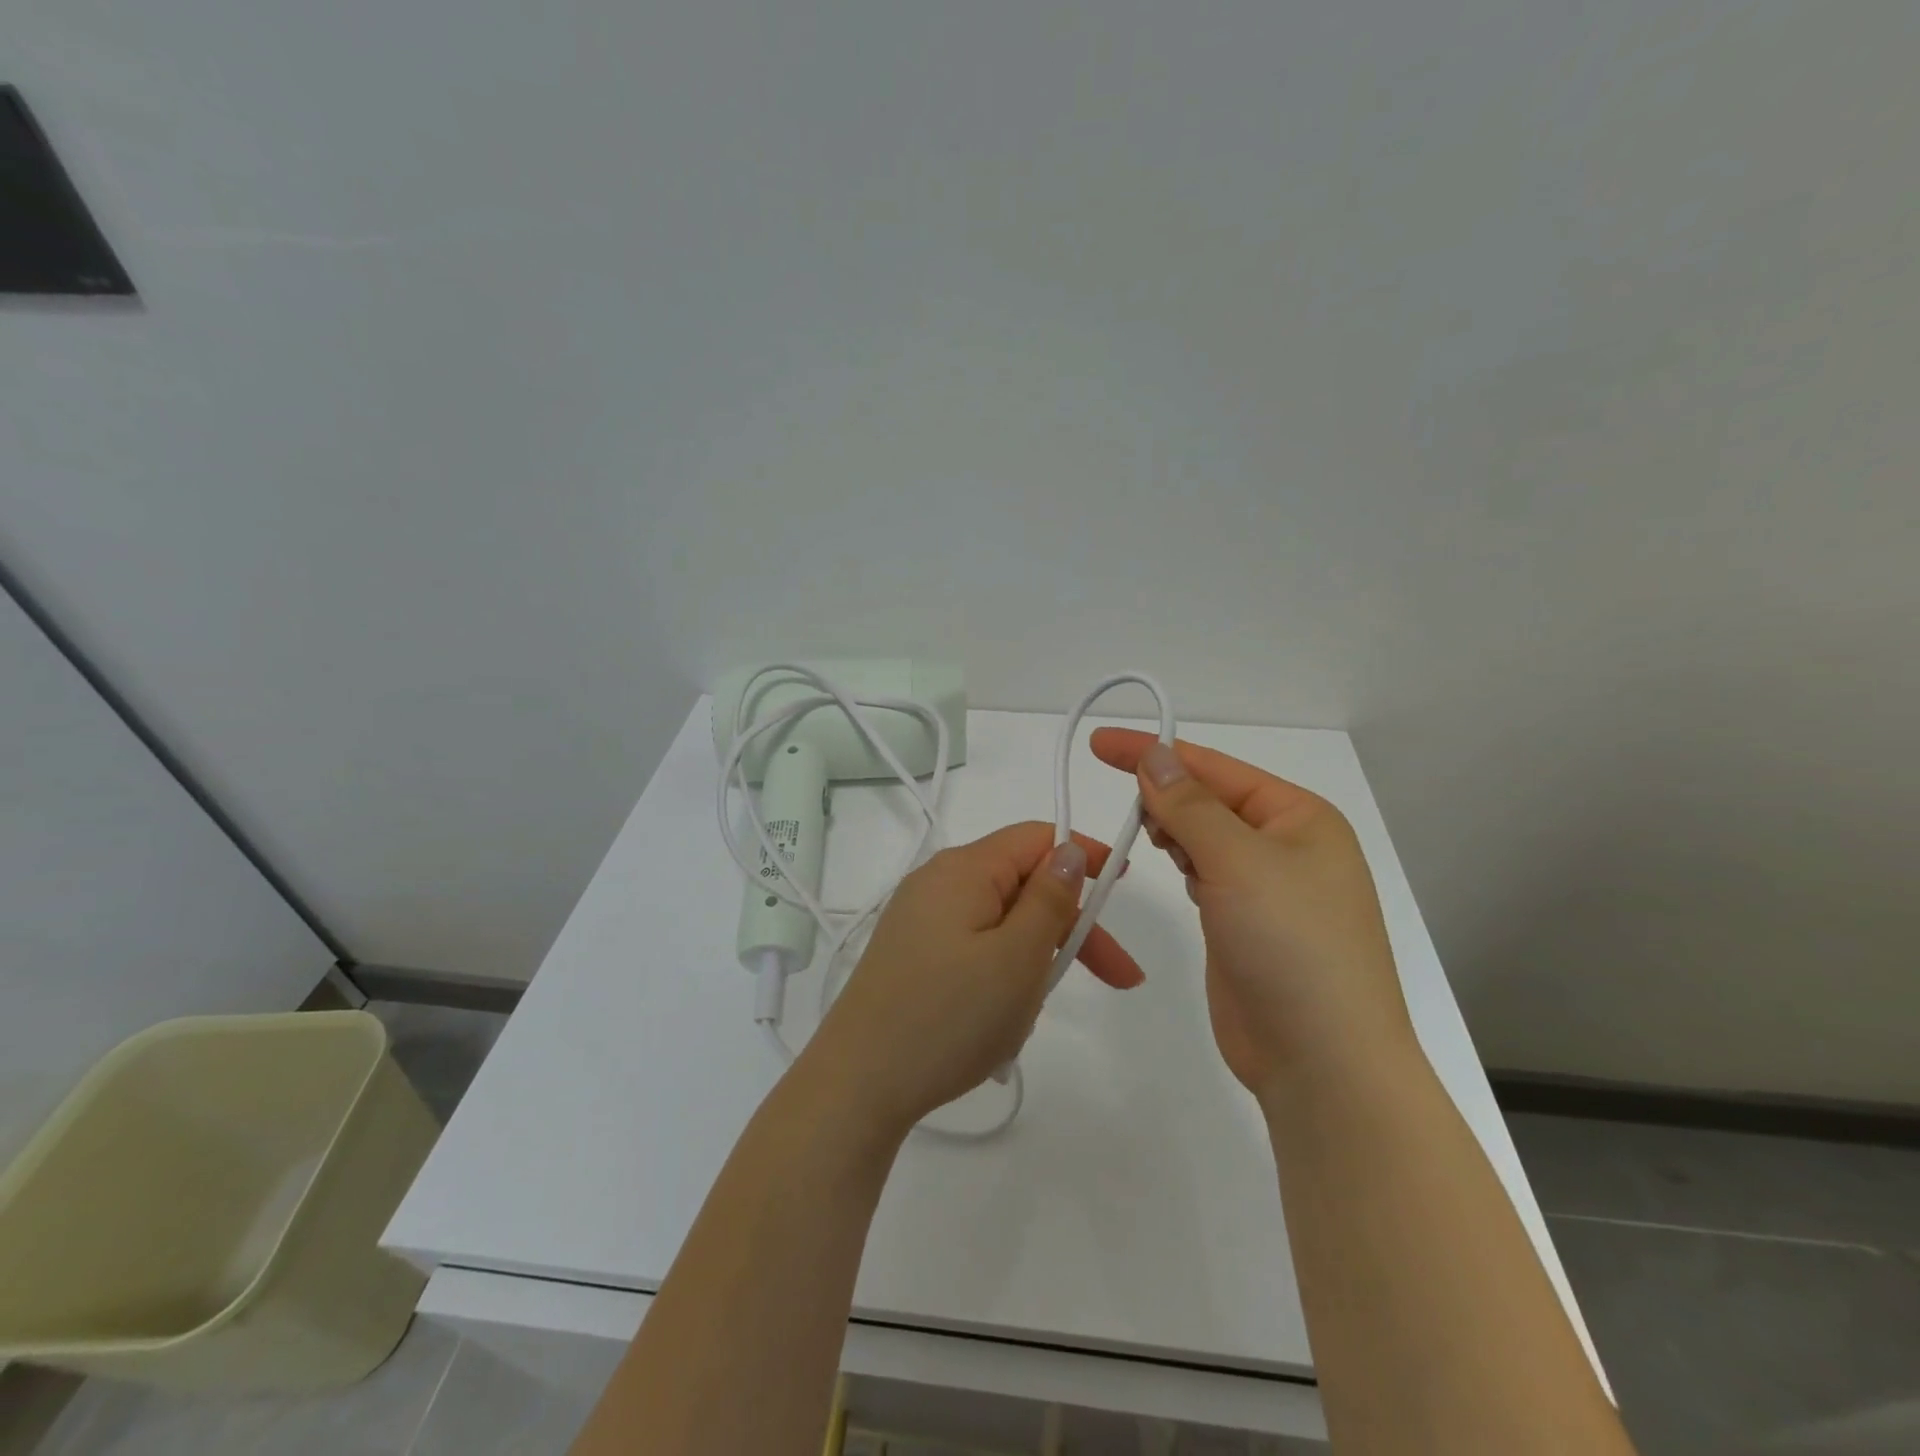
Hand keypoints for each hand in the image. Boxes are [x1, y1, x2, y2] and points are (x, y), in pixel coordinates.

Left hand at [804, 822, 1144, 1135]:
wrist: (857, 1083)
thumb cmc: (948, 1016)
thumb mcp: (1017, 957)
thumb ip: (1050, 898)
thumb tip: (1069, 850)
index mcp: (964, 869)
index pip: (1036, 838)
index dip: (1083, 855)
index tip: (1122, 885)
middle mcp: (937, 882)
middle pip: (1021, 885)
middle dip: (1069, 926)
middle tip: (1117, 979)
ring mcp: (919, 920)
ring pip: (1000, 924)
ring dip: (1033, 960)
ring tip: (1031, 1016)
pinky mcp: (911, 955)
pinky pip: (973, 950)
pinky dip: (1000, 976)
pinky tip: (999, 1024)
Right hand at [1090, 730, 1415, 1100]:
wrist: (1323, 1063)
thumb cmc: (1291, 945)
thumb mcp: (1238, 862)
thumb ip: (1189, 805)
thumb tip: (1155, 755)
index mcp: (1300, 817)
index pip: (1215, 768)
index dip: (1155, 751)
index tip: (1100, 744)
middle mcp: (1287, 846)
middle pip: (1210, 799)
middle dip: (1166, 796)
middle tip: (1129, 810)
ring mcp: (1267, 888)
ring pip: (1206, 837)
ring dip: (1174, 830)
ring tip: (1149, 838)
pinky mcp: (1244, 924)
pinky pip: (1206, 874)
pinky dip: (1183, 863)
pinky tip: (1172, 867)